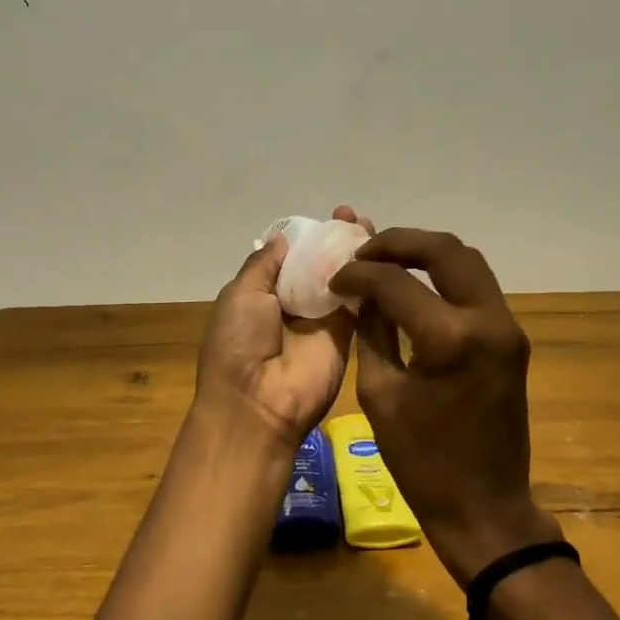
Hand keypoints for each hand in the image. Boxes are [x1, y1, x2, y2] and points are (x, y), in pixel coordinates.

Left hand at [194, 206, 371, 452]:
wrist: (257, 403)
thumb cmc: (238, 343)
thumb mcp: (240, 294)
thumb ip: (264, 265)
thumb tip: (283, 239)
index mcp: (263, 295)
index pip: (293, 258)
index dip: (310, 237)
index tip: (330, 216)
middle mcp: (294, 306)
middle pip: (321, 266)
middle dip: (336, 241)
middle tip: (354, 217)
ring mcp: (322, 321)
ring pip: (343, 281)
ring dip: (356, 255)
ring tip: (369, 227)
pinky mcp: (346, 337)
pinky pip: (359, 303)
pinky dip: (370, 279)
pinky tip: (382, 254)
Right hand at [330, 229, 560, 584]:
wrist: (484, 506)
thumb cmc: (422, 462)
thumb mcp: (380, 394)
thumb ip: (372, 332)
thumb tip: (364, 293)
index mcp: (451, 339)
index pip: (396, 282)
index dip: (359, 274)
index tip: (335, 278)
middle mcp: (489, 321)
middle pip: (446, 251)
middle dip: (400, 243)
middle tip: (363, 253)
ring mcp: (508, 329)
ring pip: (469, 263)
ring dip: (426, 255)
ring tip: (385, 264)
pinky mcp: (512, 341)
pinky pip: (477, 290)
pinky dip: (444, 278)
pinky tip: (414, 287)